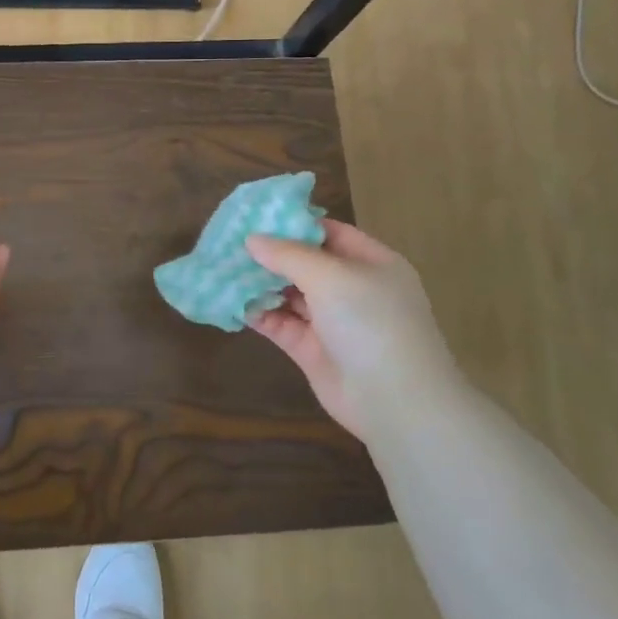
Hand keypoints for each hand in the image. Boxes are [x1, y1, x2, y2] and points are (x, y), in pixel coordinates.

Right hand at [245, 222, 460, 443]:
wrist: (395, 401)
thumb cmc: (370, 322)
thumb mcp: (330, 276)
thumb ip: (288, 255)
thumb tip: (252, 240)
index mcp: (371, 263)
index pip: (330, 232)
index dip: (294, 223)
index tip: (255, 216)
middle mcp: (353, 289)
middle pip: (306, 263)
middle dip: (270, 254)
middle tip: (229, 242)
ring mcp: (333, 321)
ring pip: (291, 294)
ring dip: (260, 283)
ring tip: (223, 268)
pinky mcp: (313, 351)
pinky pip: (282, 324)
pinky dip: (259, 313)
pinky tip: (231, 302)